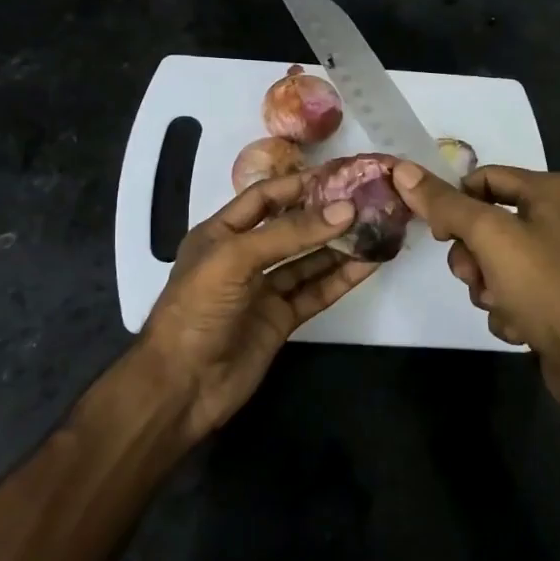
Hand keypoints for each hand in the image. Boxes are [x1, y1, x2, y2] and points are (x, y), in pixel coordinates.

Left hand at [138, 172, 376, 439]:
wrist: (182, 386)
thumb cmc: (198, 309)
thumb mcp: (236, 258)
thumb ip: (290, 233)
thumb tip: (345, 210)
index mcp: (221, 233)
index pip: (264, 198)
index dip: (299, 185)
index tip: (340, 174)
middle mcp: (244, 257)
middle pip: (291, 227)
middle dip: (326, 214)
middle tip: (368, 199)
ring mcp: (264, 290)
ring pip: (308, 260)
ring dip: (339, 245)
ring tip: (377, 227)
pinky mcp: (281, 319)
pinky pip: (316, 292)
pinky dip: (341, 278)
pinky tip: (369, 264)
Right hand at [393, 162, 559, 407]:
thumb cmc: (544, 285)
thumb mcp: (489, 237)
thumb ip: (446, 204)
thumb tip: (404, 170)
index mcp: (552, 191)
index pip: (483, 178)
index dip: (454, 203)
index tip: (440, 235)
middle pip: (487, 223)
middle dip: (472, 256)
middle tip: (473, 276)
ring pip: (497, 262)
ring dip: (486, 287)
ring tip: (499, 305)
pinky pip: (517, 290)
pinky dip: (509, 307)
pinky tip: (519, 325)